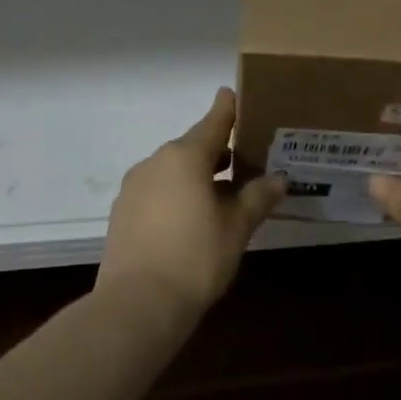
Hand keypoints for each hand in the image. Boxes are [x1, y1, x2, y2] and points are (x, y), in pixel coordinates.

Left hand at [97, 87, 285, 319]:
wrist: (136, 304)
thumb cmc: (195, 258)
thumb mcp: (236, 228)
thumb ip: (257, 198)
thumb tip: (279, 179)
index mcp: (185, 156)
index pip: (213, 122)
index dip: (227, 109)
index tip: (234, 94)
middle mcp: (156, 162)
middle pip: (192, 147)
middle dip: (216, 152)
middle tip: (242, 160)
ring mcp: (134, 186)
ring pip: (172, 170)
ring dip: (195, 175)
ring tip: (221, 194)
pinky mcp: (122, 212)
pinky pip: (156, 191)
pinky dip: (175, 194)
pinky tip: (189, 219)